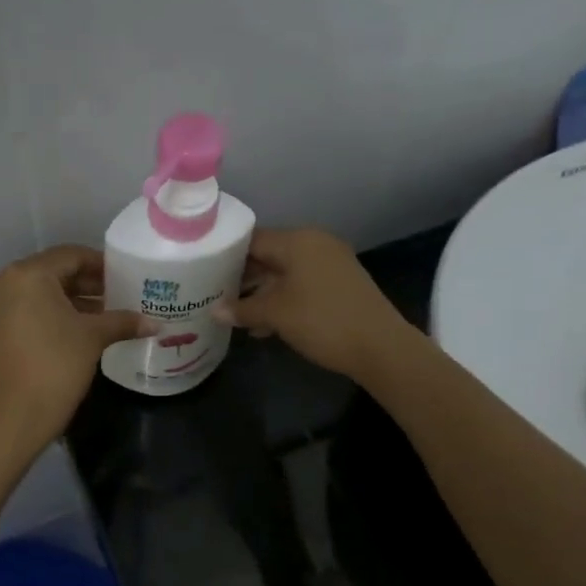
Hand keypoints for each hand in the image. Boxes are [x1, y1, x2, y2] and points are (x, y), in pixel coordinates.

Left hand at [0, 245, 150, 451]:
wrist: (13, 417)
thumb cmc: (56, 366)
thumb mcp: (93, 338)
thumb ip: (123, 322)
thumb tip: (156, 323)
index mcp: (28, 274)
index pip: (71, 256)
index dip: (102, 265)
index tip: (126, 277)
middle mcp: (5, 282)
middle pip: (54, 273)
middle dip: (88, 284)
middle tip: (120, 296)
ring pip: (40, 293)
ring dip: (72, 301)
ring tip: (106, 315)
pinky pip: (27, 310)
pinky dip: (52, 314)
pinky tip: (79, 330)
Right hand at [218, 227, 414, 381]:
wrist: (380, 346)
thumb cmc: (321, 321)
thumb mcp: (275, 315)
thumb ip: (242, 309)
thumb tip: (214, 311)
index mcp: (298, 241)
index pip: (252, 239)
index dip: (226, 254)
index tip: (205, 271)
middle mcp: (315, 244)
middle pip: (269, 254)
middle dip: (243, 276)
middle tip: (216, 294)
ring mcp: (331, 263)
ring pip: (285, 272)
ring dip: (262, 292)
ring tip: (237, 314)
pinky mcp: (341, 284)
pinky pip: (302, 284)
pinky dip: (283, 299)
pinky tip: (265, 325)